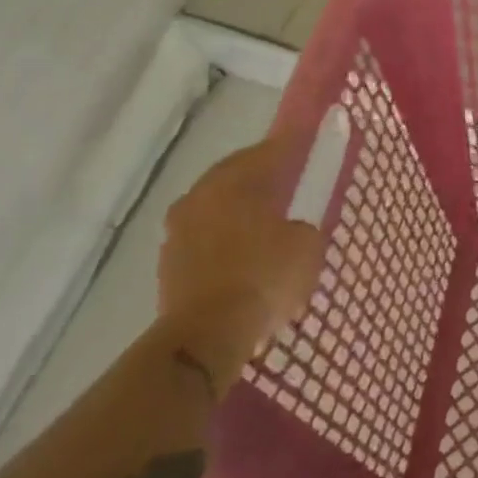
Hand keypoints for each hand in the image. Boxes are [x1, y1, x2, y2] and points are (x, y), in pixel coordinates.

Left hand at [159, 140, 324, 390]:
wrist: (206, 336)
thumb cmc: (264, 277)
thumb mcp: (307, 245)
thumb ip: (304, 224)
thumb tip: (294, 226)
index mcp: (235, 181)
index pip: (270, 151)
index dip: (293, 145)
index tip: (309, 141)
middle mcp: (200, 195)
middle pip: (236, 174)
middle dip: (262, 175)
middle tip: (289, 180)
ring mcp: (178, 230)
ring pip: (217, 206)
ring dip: (239, 208)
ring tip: (266, 221)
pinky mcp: (168, 263)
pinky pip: (205, 237)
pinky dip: (225, 238)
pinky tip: (244, 253)